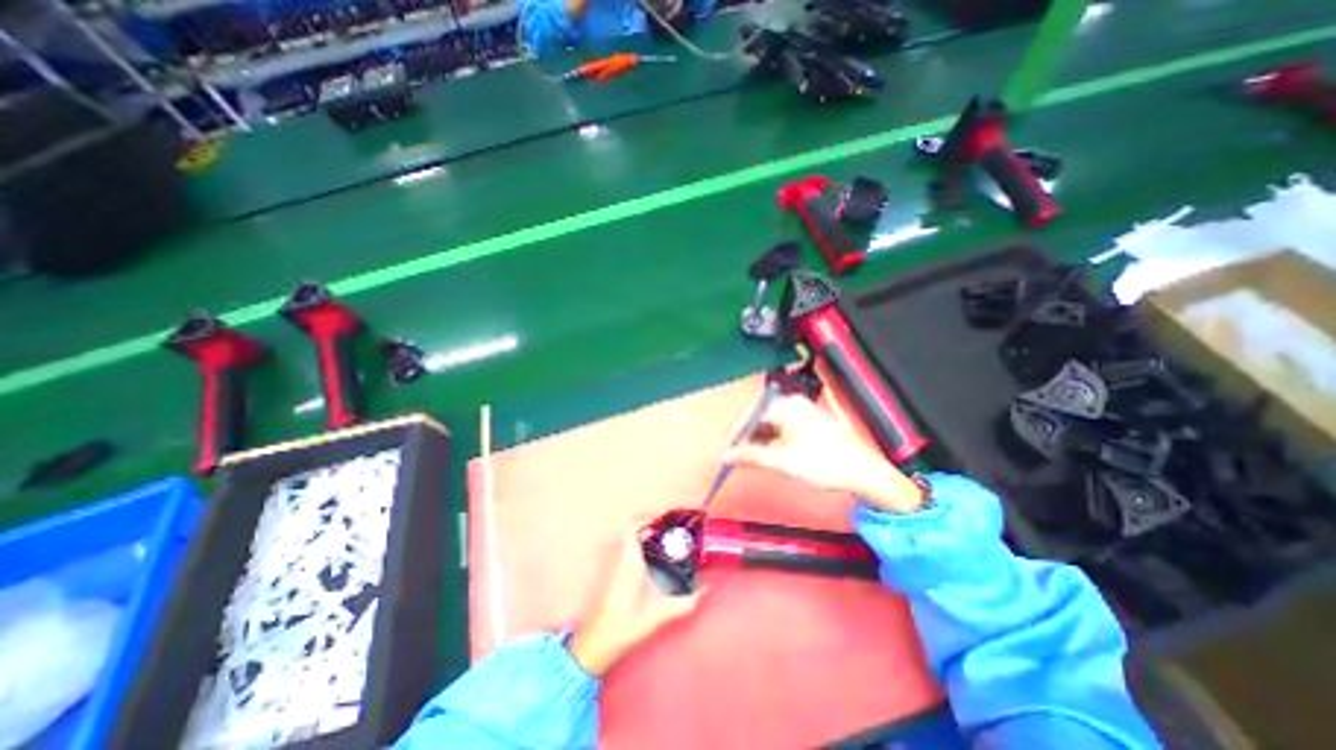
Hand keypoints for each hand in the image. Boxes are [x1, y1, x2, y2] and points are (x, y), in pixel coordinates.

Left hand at [564, 531, 702, 676]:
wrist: (599, 641)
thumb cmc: (628, 624)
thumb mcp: (661, 613)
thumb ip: (687, 602)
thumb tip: (706, 589)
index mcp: (631, 561)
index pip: (632, 526)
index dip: (647, 518)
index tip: (665, 521)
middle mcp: (621, 557)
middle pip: (633, 530)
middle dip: (653, 526)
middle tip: (672, 532)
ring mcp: (615, 563)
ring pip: (630, 539)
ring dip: (646, 536)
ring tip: (667, 542)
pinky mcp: (614, 571)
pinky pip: (628, 549)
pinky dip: (641, 547)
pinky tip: (655, 559)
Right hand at [721, 396, 932, 510]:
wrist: (863, 472)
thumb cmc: (823, 463)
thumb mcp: (783, 462)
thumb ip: (750, 457)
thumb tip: (724, 455)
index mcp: (786, 406)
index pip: (750, 414)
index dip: (733, 432)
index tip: (722, 450)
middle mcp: (791, 403)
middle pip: (757, 416)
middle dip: (742, 436)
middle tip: (731, 455)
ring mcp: (798, 412)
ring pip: (766, 422)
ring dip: (753, 439)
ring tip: (743, 457)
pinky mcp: (804, 422)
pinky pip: (777, 427)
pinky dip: (766, 440)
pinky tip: (761, 453)